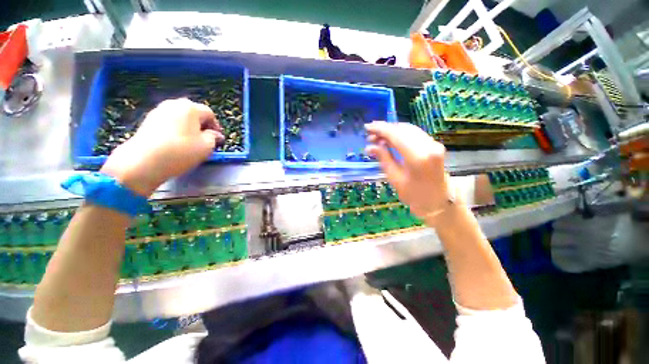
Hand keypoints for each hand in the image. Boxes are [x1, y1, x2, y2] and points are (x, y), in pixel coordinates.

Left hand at [100, 98, 223, 196]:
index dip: (216, 126)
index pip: (209, 113)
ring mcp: (158, 111)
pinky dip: (175, 130)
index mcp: (191, 108)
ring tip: (190, 143)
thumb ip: (214, 137)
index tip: (218, 139)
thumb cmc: (181, 151)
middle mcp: (174, 104)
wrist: (143, 161)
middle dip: (201, 125)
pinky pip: (168, 123)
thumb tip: (215, 135)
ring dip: (188, 128)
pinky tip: (175, 143)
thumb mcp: (207, 146)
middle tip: (205, 140)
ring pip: (180, 118)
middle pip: (193, 113)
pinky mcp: (147, 121)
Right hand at [365, 122, 451, 219]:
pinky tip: (391, 139)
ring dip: (393, 131)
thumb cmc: (413, 194)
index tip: (367, 127)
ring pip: (409, 129)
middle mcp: (428, 145)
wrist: (437, 201)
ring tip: (378, 137)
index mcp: (417, 156)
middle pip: (403, 129)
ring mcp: (434, 144)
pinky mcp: (435, 145)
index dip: (380, 129)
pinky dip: (401, 134)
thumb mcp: (394, 177)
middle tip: (371, 135)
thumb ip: (383, 158)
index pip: (396, 135)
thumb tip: (369, 146)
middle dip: (385, 129)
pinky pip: (415, 134)